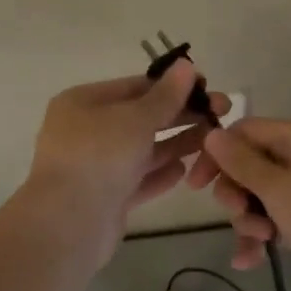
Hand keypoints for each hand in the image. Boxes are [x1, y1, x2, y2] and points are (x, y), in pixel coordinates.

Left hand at [25, 60, 228, 249]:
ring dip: (176, 143)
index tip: (208, 86)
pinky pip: (137, 180)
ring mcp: (94, 166)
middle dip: (180, 114)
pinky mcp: (105, 198)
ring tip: (212, 140)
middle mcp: (85, 131)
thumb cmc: (99, 157)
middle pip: (140, 117)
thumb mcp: (136, 118)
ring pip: (142, 150)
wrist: (68, 224)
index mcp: (83, 103)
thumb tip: (186, 66)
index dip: (172, 85)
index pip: (134, 86)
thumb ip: (165, 96)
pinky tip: (185, 170)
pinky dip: (160, 174)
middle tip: (221, 112)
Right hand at [186, 117, 290, 290]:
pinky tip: (249, 261)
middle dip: (236, 194)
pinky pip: (275, 217)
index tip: (195, 185)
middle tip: (238, 215)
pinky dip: (263, 235)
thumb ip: (241, 162)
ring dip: (249, 219)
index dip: (216, 155)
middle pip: (248, 165)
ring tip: (260, 242)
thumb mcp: (278, 189)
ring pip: (258, 195)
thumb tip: (211, 134)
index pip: (243, 131)